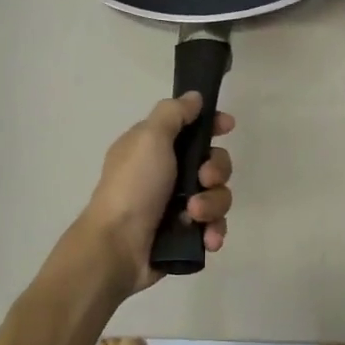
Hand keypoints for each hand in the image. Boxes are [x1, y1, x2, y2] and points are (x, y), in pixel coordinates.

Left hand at [72, 93, 234, 296]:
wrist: (117, 247)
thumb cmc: (133, 186)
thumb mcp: (149, 138)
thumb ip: (173, 114)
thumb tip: (193, 97)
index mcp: (155, 148)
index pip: (192, 128)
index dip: (212, 125)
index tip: (227, 126)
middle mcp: (168, 174)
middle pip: (213, 163)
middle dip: (216, 171)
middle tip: (203, 179)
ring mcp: (177, 207)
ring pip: (218, 196)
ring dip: (213, 204)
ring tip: (193, 216)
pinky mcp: (186, 235)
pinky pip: (214, 226)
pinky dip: (213, 231)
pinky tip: (207, 238)